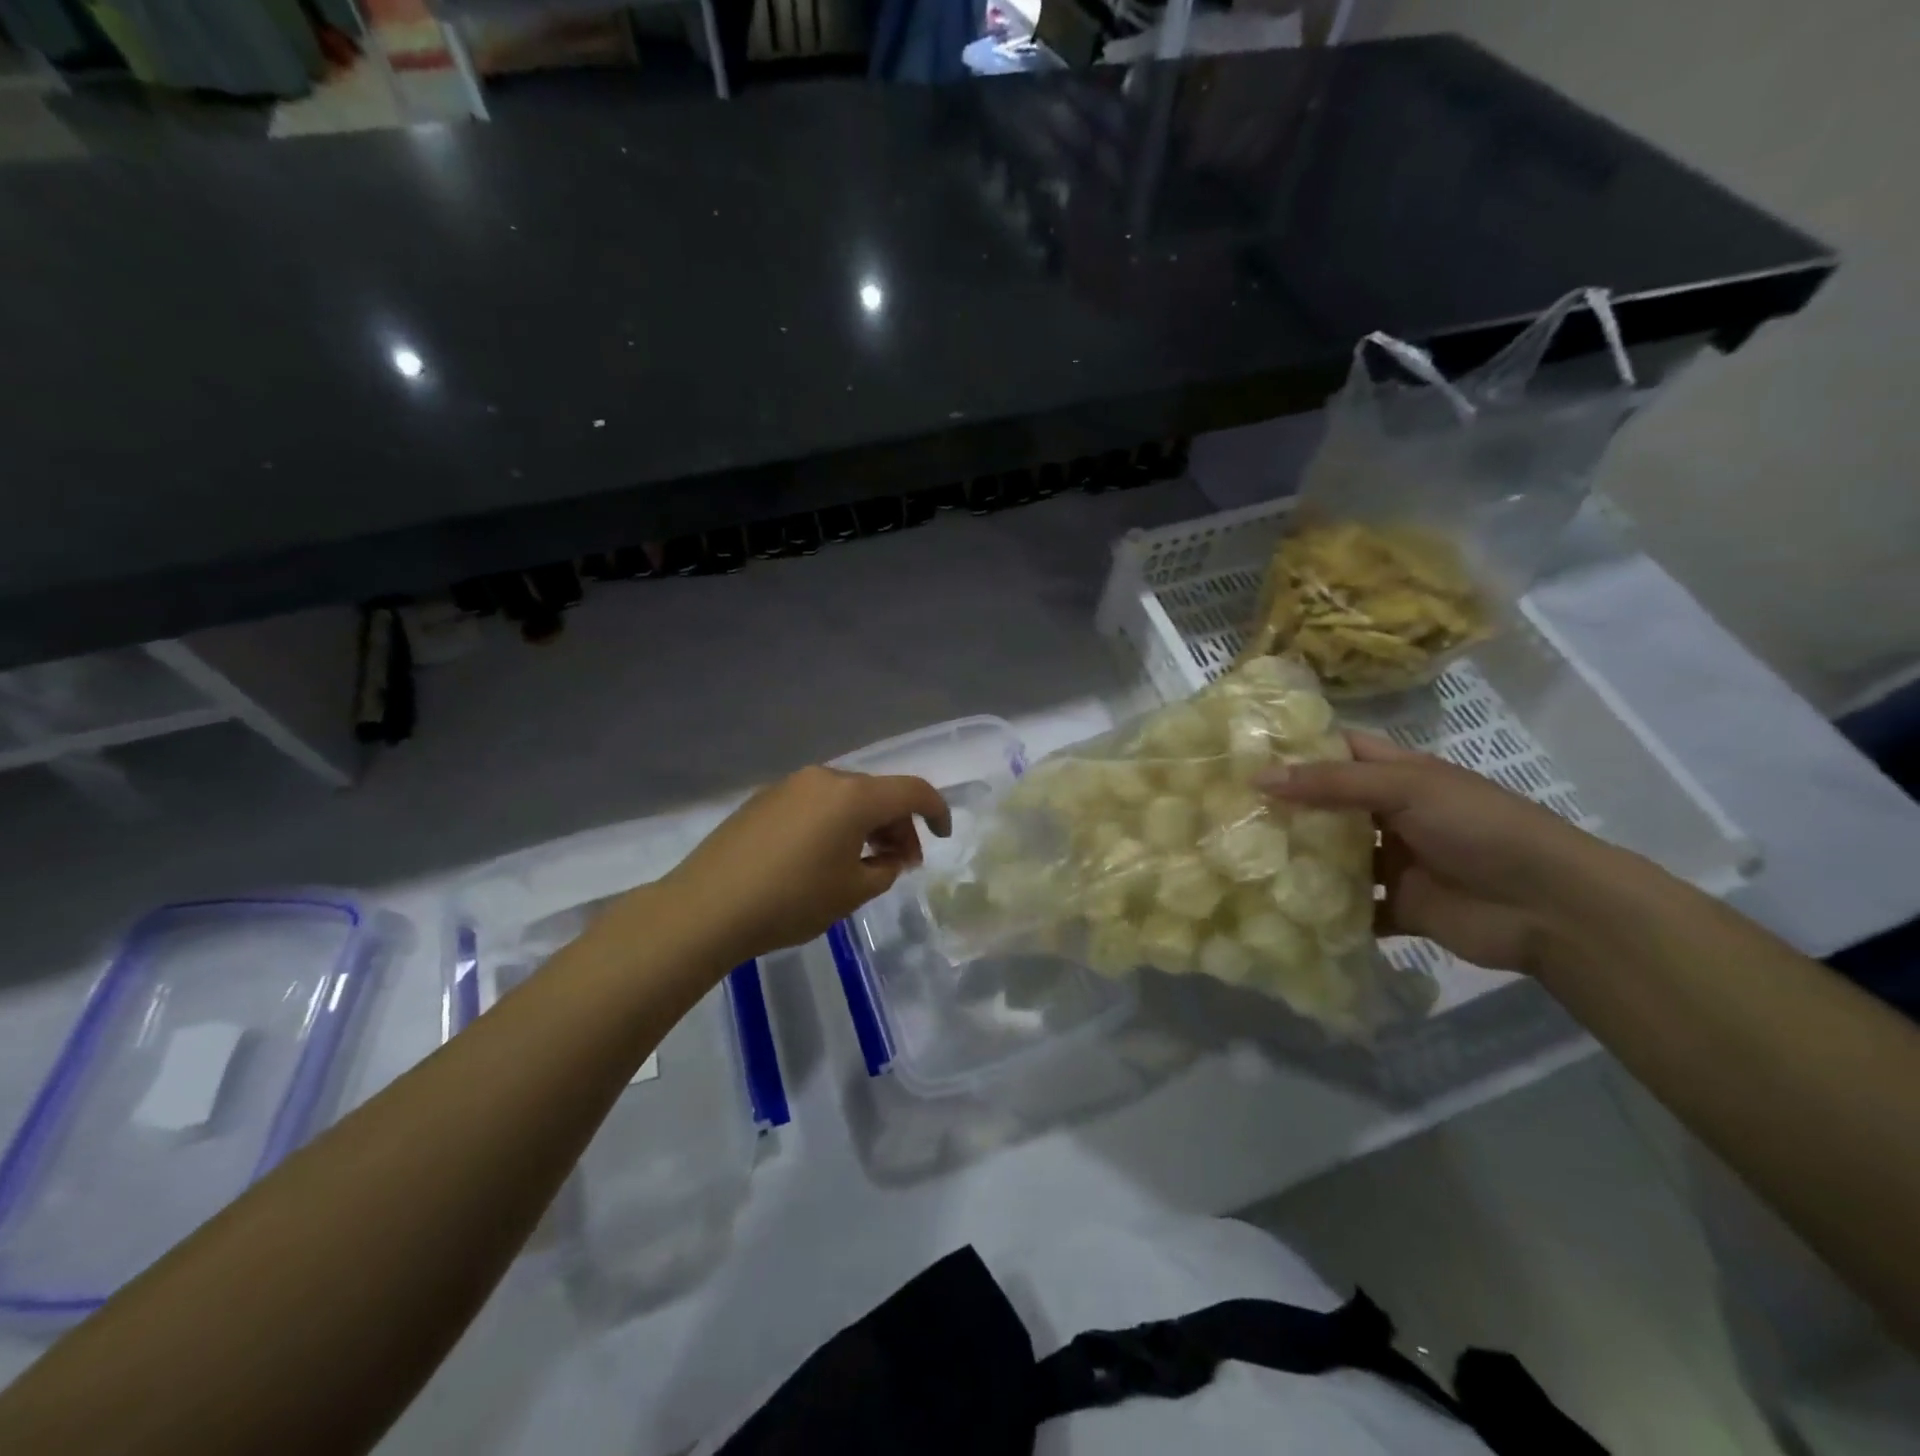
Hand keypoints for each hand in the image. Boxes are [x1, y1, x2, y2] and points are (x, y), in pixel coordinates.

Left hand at [658, 767, 950, 963]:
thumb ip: (884, 869)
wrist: (706, 907)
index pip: (912, 791)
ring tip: (863, 863)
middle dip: (898, 825)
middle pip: (877, 793)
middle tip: (901, 864)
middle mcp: (825, 778)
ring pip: (846, 798)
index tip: (943, 836)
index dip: (936, 810)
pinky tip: (823, 857)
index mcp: (854, 797)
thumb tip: (889, 856)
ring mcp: (791, 785)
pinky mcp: (765, 799)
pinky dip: (834, 823)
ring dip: (866, 824)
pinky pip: (816, 803)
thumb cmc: (791, 900)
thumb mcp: (851, 892)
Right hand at [1260, 733, 1622, 973]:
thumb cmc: (1479, 827)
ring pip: (1334, 858)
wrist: (1550, 906)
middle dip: (1284, 808)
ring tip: (1238, 858)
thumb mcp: (1405, 788)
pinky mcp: (1398, 907)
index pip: (1338, 750)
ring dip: (1299, 860)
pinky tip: (1278, 909)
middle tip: (1224, 809)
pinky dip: (1323, 911)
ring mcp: (1394, 862)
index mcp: (1397, 775)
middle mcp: (1390, 815)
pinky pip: (1351, 907)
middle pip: (1327, 806)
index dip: (1296, 748)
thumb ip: (1332, 784)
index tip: (1241, 752)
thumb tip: (1258, 778)